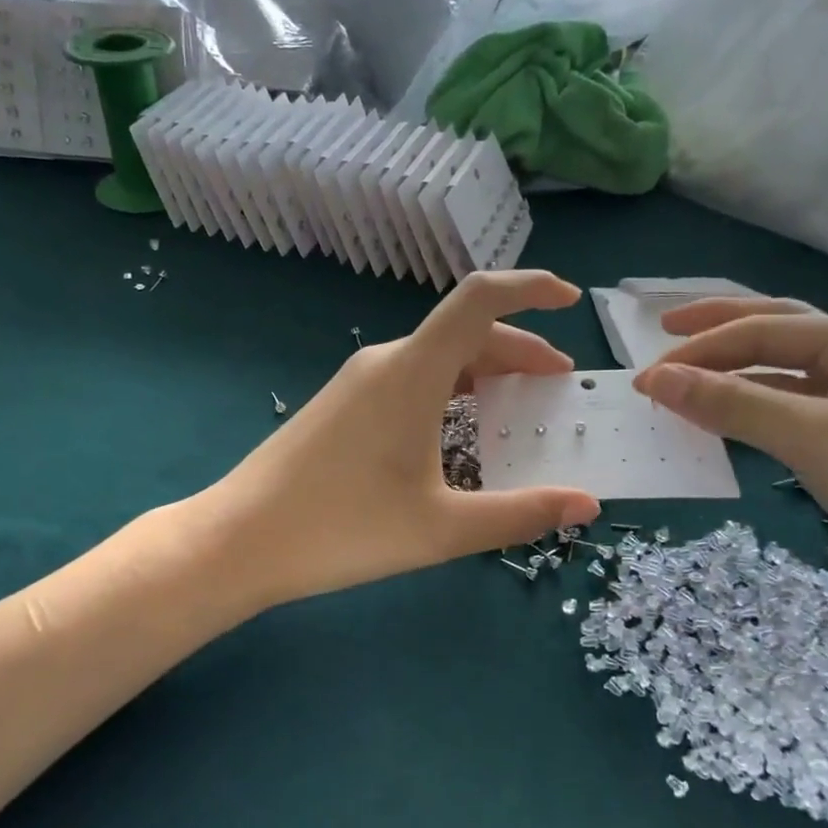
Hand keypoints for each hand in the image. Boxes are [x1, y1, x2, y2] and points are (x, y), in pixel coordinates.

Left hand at [209, 271, 601, 608]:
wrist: (240, 541)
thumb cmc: (342, 529)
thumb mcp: (441, 528)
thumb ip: (519, 514)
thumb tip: (588, 504)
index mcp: (412, 372)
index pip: (479, 299)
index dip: (529, 287)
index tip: (570, 301)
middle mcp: (384, 363)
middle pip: (463, 333)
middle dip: (518, 350)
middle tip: (557, 385)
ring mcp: (356, 383)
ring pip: (435, 359)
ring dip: (482, 373)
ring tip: (517, 407)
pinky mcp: (339, 406)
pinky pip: (408, 380)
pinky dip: (448, 391)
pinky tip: (457, 432)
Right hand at [632, 297, 827, 625]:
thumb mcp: (814, 438)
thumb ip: (732, 403)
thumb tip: (656, 379)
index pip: (767, 329)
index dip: (700, 349)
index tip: (644, 376)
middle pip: (780, 333)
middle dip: (718, 333)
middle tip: (661, 334)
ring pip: (787, 378)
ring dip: (734, 377)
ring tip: (684, 384)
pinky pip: (797, 416)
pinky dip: (755, 414)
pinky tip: (728, 425)